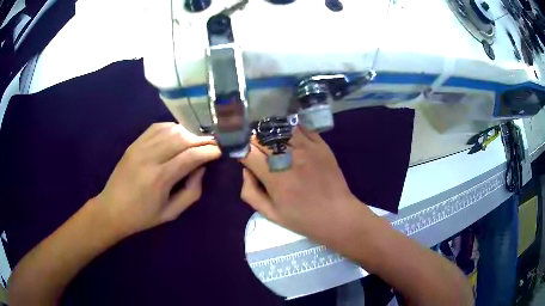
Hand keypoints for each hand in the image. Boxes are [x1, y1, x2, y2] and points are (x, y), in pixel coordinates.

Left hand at [96, 123, 220, 236]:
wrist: (112, 209)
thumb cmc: (143, 216)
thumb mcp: (171, 213)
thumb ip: (191, 192)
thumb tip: (201, 169)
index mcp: (160, 178)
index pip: (190, 156)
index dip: (208, 151)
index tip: (220, 151)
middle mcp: (150, 157)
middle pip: (182, 139)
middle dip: (202, 140)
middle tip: (213, 144)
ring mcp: (140, 147)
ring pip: (171, 130)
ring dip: (188, 133)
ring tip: (197, 141)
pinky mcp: (134, 143)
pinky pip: (157, 127)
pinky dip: (172, 128)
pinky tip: (178, 134)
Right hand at [240, 127, 370, 244]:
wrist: (337, 215)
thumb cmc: (302, 218)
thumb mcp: (270, 213)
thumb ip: (250, 191)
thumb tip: (246, 170)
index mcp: (274, 176)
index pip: (248, 151)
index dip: (241, 151)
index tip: (243, 156)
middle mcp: (289, 157)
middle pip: (262, 136)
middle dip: (253, 140)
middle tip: (255, 148)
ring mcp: (307, 147)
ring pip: (280, 128)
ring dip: (270, 132)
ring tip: (270, 139)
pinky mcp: (320, 144)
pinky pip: (300, 128)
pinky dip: (289, 129)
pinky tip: (287, 136)